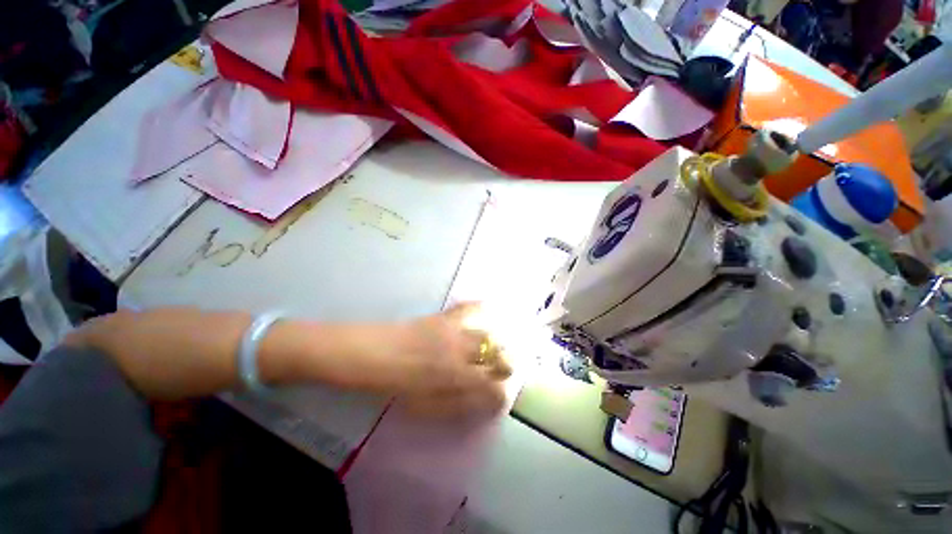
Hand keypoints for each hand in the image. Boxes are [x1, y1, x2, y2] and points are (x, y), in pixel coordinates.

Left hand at [340, 303, 511, 417]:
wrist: (367, 354)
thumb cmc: (393, 386)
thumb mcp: (424, 407)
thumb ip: (457, 405)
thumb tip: (482, 403)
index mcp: (455, 379)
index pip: (492, 389)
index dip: (500, 396)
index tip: (499, 399)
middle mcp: (461, 353)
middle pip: (498, 356)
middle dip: (505, 367)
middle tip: (501, 373)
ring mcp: (453, 331)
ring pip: (489, 335)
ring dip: (497, 345)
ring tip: (495, 350)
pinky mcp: (442, 317)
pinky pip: (468, 308)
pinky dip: (480, 308)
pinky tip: (487, 309)